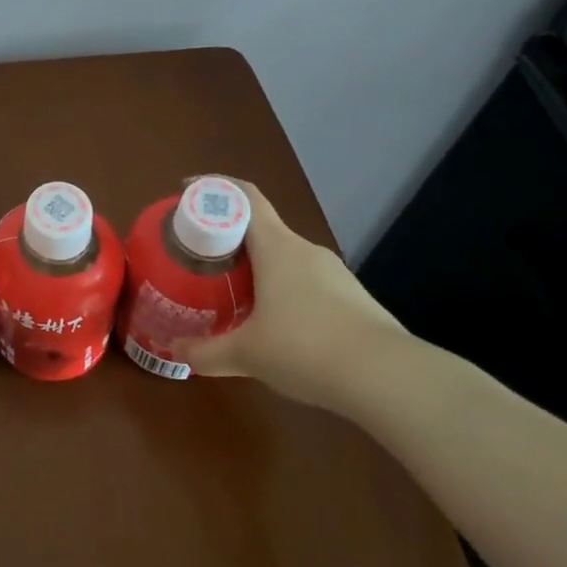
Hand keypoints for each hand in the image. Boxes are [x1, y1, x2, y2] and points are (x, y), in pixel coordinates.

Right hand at [178, 181, 405, 408]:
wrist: (389, 379)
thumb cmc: (306, 349)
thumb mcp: (246, 354)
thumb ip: (206, 352)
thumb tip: (176, 353)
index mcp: (278, 248)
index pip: (245, 197)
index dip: (214, 187)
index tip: (186, 192)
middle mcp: (306, 251)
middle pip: (260, 229)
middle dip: (226, 238)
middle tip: (198, 257)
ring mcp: (334, 275)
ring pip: (284, 259)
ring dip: (255, 268)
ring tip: (230, 293)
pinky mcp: (352, 300)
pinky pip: (305, 284)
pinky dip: (281, 292)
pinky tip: (272, 325)